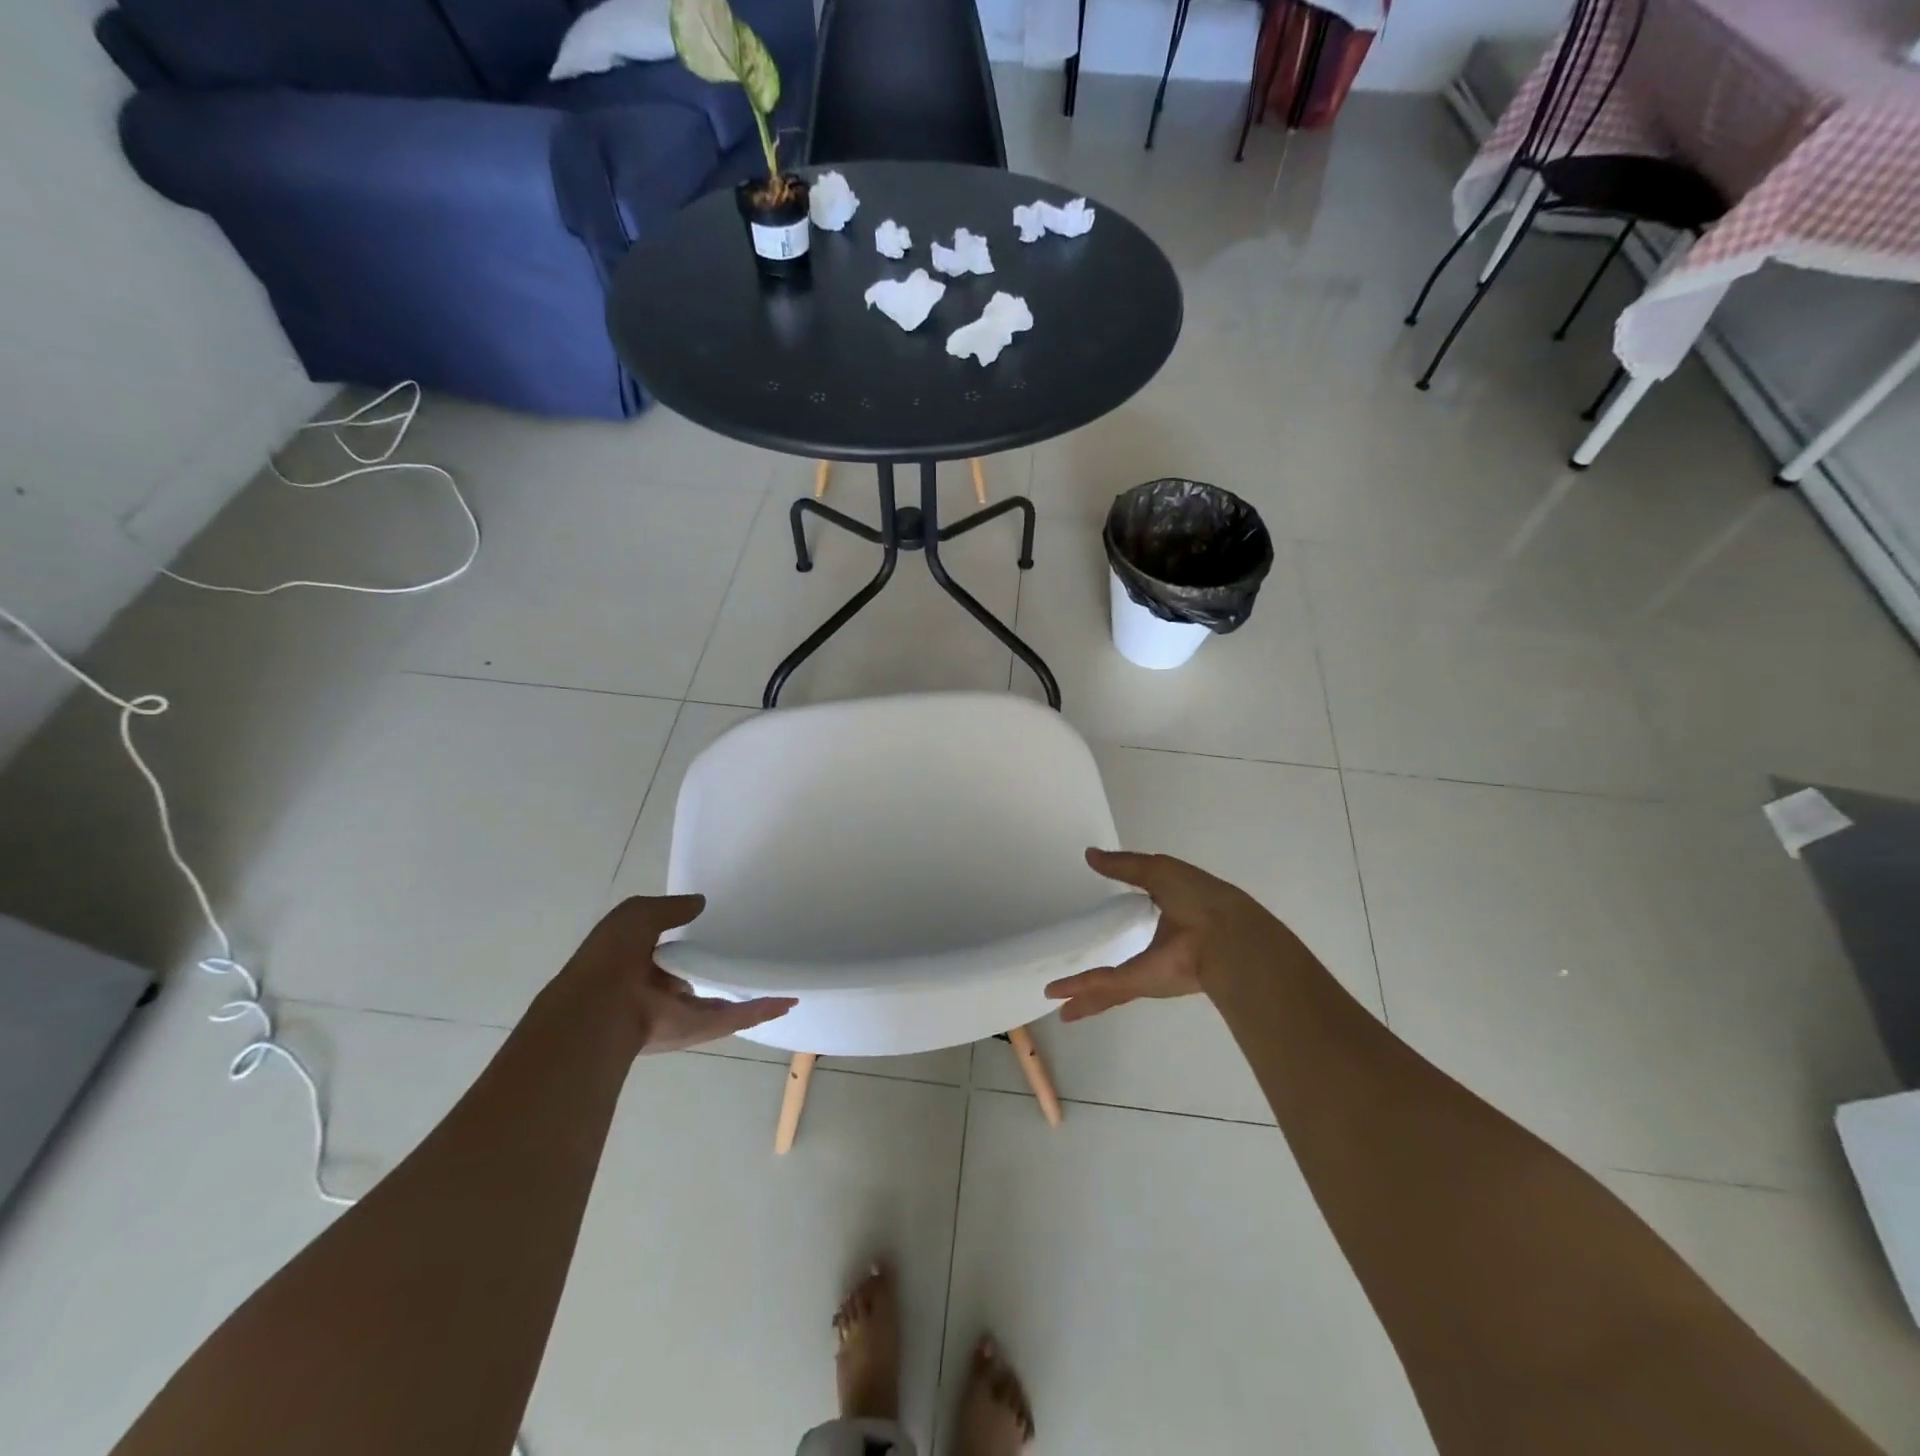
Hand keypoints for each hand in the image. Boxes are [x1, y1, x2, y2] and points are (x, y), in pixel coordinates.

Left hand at [561, 895, 795, 1053]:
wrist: (601, 1008)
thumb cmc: (612, 956)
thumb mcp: (638, 914)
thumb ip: (672, 907)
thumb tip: (700, 903)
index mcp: (638, 965)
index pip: (668, 952)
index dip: (687, 942)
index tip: (714, 930)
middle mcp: (659, 992)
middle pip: (696, 979)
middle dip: (716, 971)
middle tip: (747, 954)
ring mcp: (681, 1013)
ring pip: (720, 1001)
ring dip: (748, 992)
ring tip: (775, 978)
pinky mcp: (700, 1028)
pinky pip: (736, 1016)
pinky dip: (763, 1010)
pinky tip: (787, 1001)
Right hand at [1044, 849, 1277, 1022]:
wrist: (1225, 935)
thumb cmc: (1199, 898)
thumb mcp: (1159, 872)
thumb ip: (1124, 866)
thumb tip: (1091, 855)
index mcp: (1166, 918)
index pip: (1136, 920)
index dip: (1118, 921)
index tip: (1098, 924)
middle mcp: (1156, 951)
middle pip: (1119, 968)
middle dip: (1098, 980)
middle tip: (1073, 985)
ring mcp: (1146, 971)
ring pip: (1107, 987)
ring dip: (1084, 996)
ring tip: (1060, 1005)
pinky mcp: (1138, 981)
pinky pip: (1102, 984)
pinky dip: (1078, 989)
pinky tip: (1056, 994)